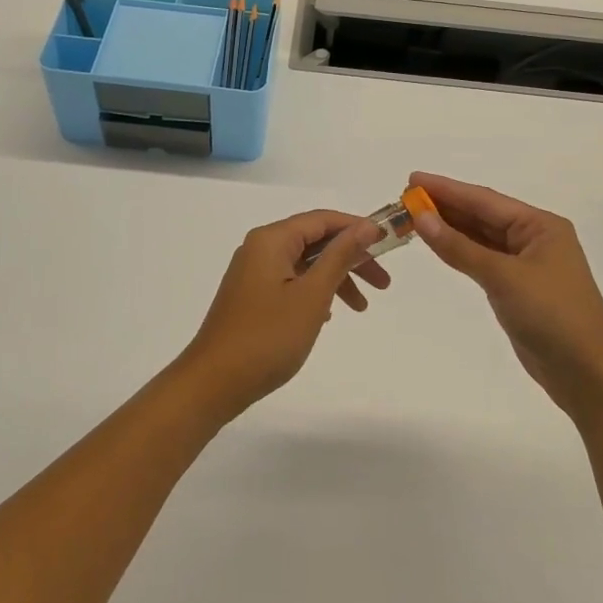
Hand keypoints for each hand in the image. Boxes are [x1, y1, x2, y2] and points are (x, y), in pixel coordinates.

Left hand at [174, 210, 388, 421]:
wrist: (214, 383)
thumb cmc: (267, 337)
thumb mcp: (312, 295)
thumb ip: (340, 256)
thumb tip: (367, 227)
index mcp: (271, 240)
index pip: (322, 219)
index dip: (357, 228)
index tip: (388, 244)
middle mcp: (260, 248)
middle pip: (315, 241)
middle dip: (351, 258)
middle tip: (383, 284)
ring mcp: (253, 273)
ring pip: (305, 264)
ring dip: (336, 279)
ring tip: (362, 308)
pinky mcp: (251, 296)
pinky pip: (292, 282)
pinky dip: (315, 292)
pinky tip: (330, 314)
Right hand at [409, 172, 602, 418]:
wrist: (587, 374)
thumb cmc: (551, 316)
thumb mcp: (502, 277)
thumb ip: (459, 247)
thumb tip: (422, 217)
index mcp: (541, 226)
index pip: (485, 200)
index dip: (446, 188)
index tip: (412, 179)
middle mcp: (535, 238)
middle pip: (483, 215)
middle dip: (446, 206)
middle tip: (406, 198)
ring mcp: (528, 264)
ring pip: (482, 238)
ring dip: (450, 228)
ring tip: (414, 217)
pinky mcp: (519, 288)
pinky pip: (484, 260)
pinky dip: (461, 251)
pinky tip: (439, 244)